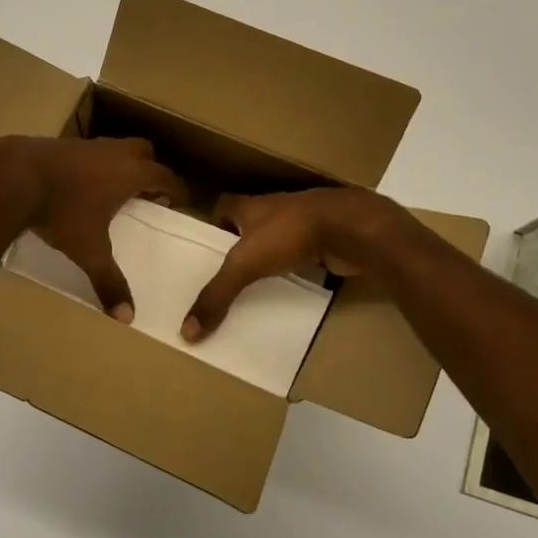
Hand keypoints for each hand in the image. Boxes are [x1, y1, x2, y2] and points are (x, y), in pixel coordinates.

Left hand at [17, 136, 183, 322]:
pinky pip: (91, 151)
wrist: (16, 177)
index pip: (166, 177)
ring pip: (116, 148)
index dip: (176, 191)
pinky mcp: (63, 144)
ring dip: (121, 164)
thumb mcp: (88, 251)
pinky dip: (94, 164)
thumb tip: (127, 317)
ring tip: (112, 190)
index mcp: (131, 174)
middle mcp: (115, 153)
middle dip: (150, 170)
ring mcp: (88, 145)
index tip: (178, 204)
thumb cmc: (63, 211)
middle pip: (145, 152)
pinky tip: (81, 184)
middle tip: (145, 194)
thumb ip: (108, 281)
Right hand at [182, 187, 403, 341]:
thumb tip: (186, 331)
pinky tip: (289, 290)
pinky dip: (295, 270)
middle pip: (249, 226)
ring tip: (253, 289)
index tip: (205, 251)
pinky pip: (302, 256)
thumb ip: (217, 295)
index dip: (213, 226)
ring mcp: (302, 224)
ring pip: (277, 241)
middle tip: (225, 278)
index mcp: (250, 206)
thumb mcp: (245, 264)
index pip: (223, 207)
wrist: (350, 228)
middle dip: (239, 248)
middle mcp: (274, 210)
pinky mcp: (324, 241)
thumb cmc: (290, 233)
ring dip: (268, 260)